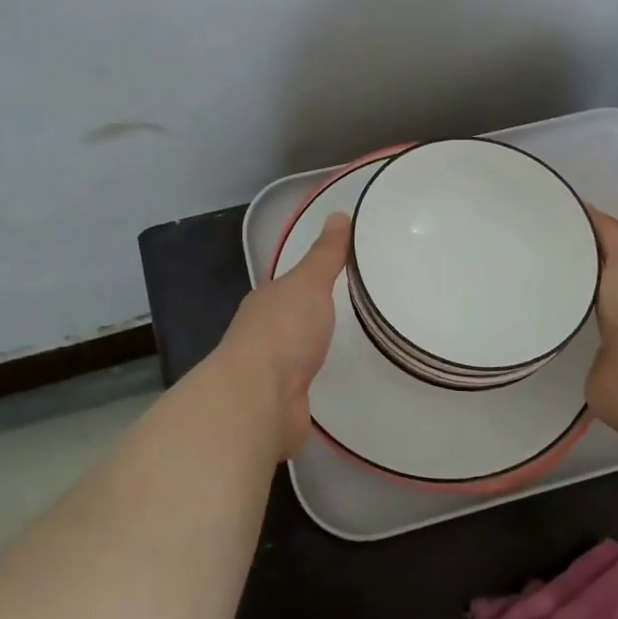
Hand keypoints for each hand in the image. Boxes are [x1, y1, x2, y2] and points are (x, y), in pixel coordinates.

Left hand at [214, 213, 349, 458]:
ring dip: (315, 352)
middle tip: (357, 314)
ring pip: (297, 356)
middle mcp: (263, 334)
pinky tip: (339, 386)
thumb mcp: (309, 282)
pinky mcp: (283, 405)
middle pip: (292, 321)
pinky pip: (305, 388)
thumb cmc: (284, 332)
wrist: (260, 399)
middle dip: (315, 318)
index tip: (341, 277)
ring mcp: (270, 372)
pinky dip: (318, 384)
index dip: (311, 280)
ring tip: (354, 351)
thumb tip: (339, 213)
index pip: (290, 286)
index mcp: (266, 302)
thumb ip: (325, 254)